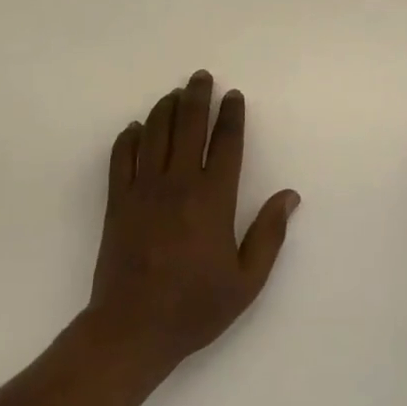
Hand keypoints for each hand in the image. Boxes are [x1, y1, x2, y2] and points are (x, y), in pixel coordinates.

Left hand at [87, 71, 300, 373]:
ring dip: (165, 109)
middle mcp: (178, 184)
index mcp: (213, 199)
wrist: (133, 328)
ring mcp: (143, 190)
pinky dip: (128, 138)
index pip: (226, 143)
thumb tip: (290, 196)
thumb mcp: (247, 280)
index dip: (231, 115)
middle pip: (188, 126)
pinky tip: (135, 128)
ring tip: (174, 94)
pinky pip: (121, 158)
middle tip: (201, 77)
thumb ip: (269, 234)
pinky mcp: (116, 201)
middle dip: (197, 97)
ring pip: (155, 134)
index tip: (233, 96)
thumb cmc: (195, 307)